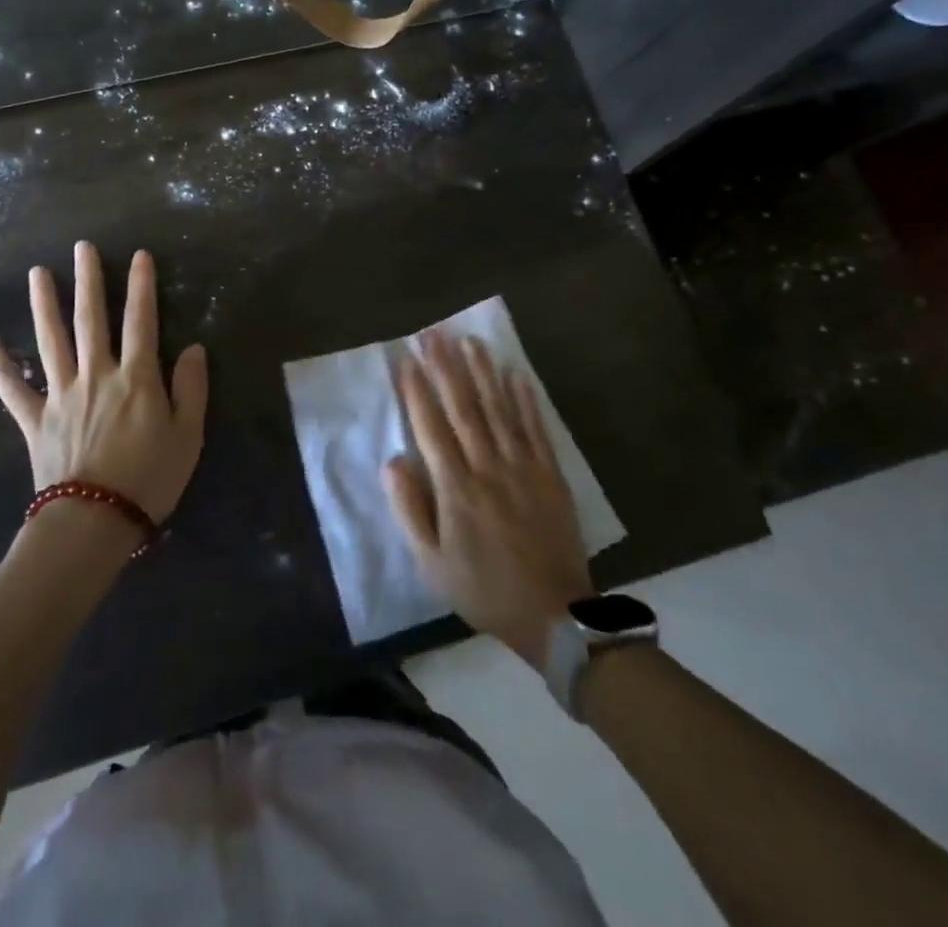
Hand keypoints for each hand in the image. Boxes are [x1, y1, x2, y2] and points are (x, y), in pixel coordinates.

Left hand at [0, 243, 207, 526]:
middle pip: (90, 319)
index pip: (141, 320)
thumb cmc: (150, 479)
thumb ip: (191, 388)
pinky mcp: (36, 421)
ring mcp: (61, 395)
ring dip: (44, 305)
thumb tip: (192, 348)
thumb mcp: (189, 435)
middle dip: (88, 281)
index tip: (139, 256)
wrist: (94, 523)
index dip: (141, 286)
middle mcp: (96, 375)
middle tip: (81, 247)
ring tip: (37, 274)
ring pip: (51, 341)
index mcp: (136, 377)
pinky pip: (14, 390)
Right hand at [384, 333, 589, 669]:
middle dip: (446, 367)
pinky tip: (515, 374)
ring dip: (483, 372)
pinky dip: (525, 399)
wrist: (554, 614)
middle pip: (464, 407)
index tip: (406, 359)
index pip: (431, 426)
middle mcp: (488, 466)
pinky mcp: (549, 474)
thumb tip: (393, 461)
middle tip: (434, 333)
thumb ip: (410, 510)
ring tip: (470, 341)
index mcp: (456, 488)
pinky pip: (535, 428)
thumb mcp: (432, 563)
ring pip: (499, 409)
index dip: (417, 390)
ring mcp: (523, 467)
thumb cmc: (483, 588)